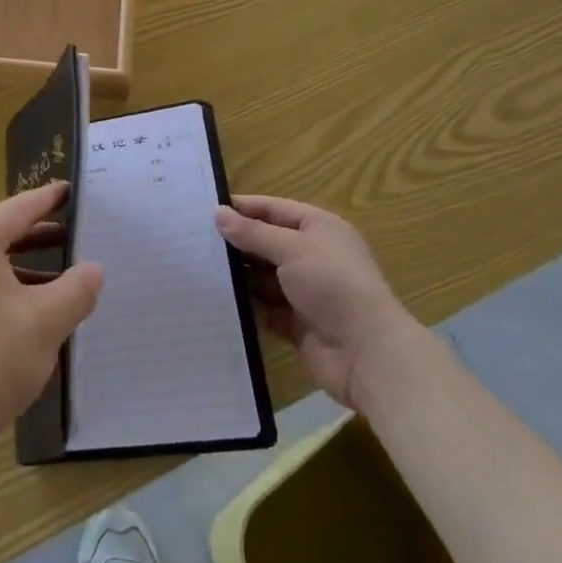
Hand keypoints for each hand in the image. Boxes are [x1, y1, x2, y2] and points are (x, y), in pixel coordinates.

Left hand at [0, 183, 103, 450]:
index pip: (17, 210)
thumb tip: (93, 270)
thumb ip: (76, 289)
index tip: (68, 190)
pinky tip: (20, 310)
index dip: (47, 200)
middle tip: (70, 235)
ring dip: (18, 267)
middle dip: (36, 236)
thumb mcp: (47, 321)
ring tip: (54, 278)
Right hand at [216, 196, 423, 410]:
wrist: (368, 355)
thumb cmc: (333, 286)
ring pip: (263, 276)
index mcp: (319, 229)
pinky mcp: (297, 322)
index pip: (273, 209)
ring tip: (198, 267)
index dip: (242, 207)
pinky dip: (246, 304)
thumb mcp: (292, 248)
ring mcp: (305, 291)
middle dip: (236, 242)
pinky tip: (217, 299)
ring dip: (239, 274)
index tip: (205, 208)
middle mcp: (313, 256)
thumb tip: (218, 213)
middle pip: (267, 242)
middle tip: (193, 239)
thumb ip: (253, 232)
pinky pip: (265, 307)